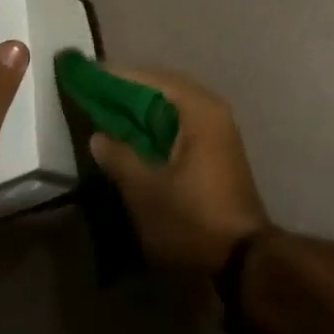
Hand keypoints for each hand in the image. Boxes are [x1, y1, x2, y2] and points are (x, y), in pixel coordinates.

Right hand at [87, 69, 270, 275]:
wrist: (243, 257)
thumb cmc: (192, 218)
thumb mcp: (146, 191)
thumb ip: (119, 158)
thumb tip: (98, 136)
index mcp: (199, 109)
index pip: (153, 79)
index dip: (120, 78)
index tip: (90, 75)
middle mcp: (212, 109)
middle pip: (165, 89)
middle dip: (131, 92)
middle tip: (96, 95)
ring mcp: (219, 129)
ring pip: (174, 107)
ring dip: (144, 110)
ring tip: (110, 115)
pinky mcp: (218, 149)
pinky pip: (182, 124)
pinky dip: (158, 126)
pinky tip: (136, 139)